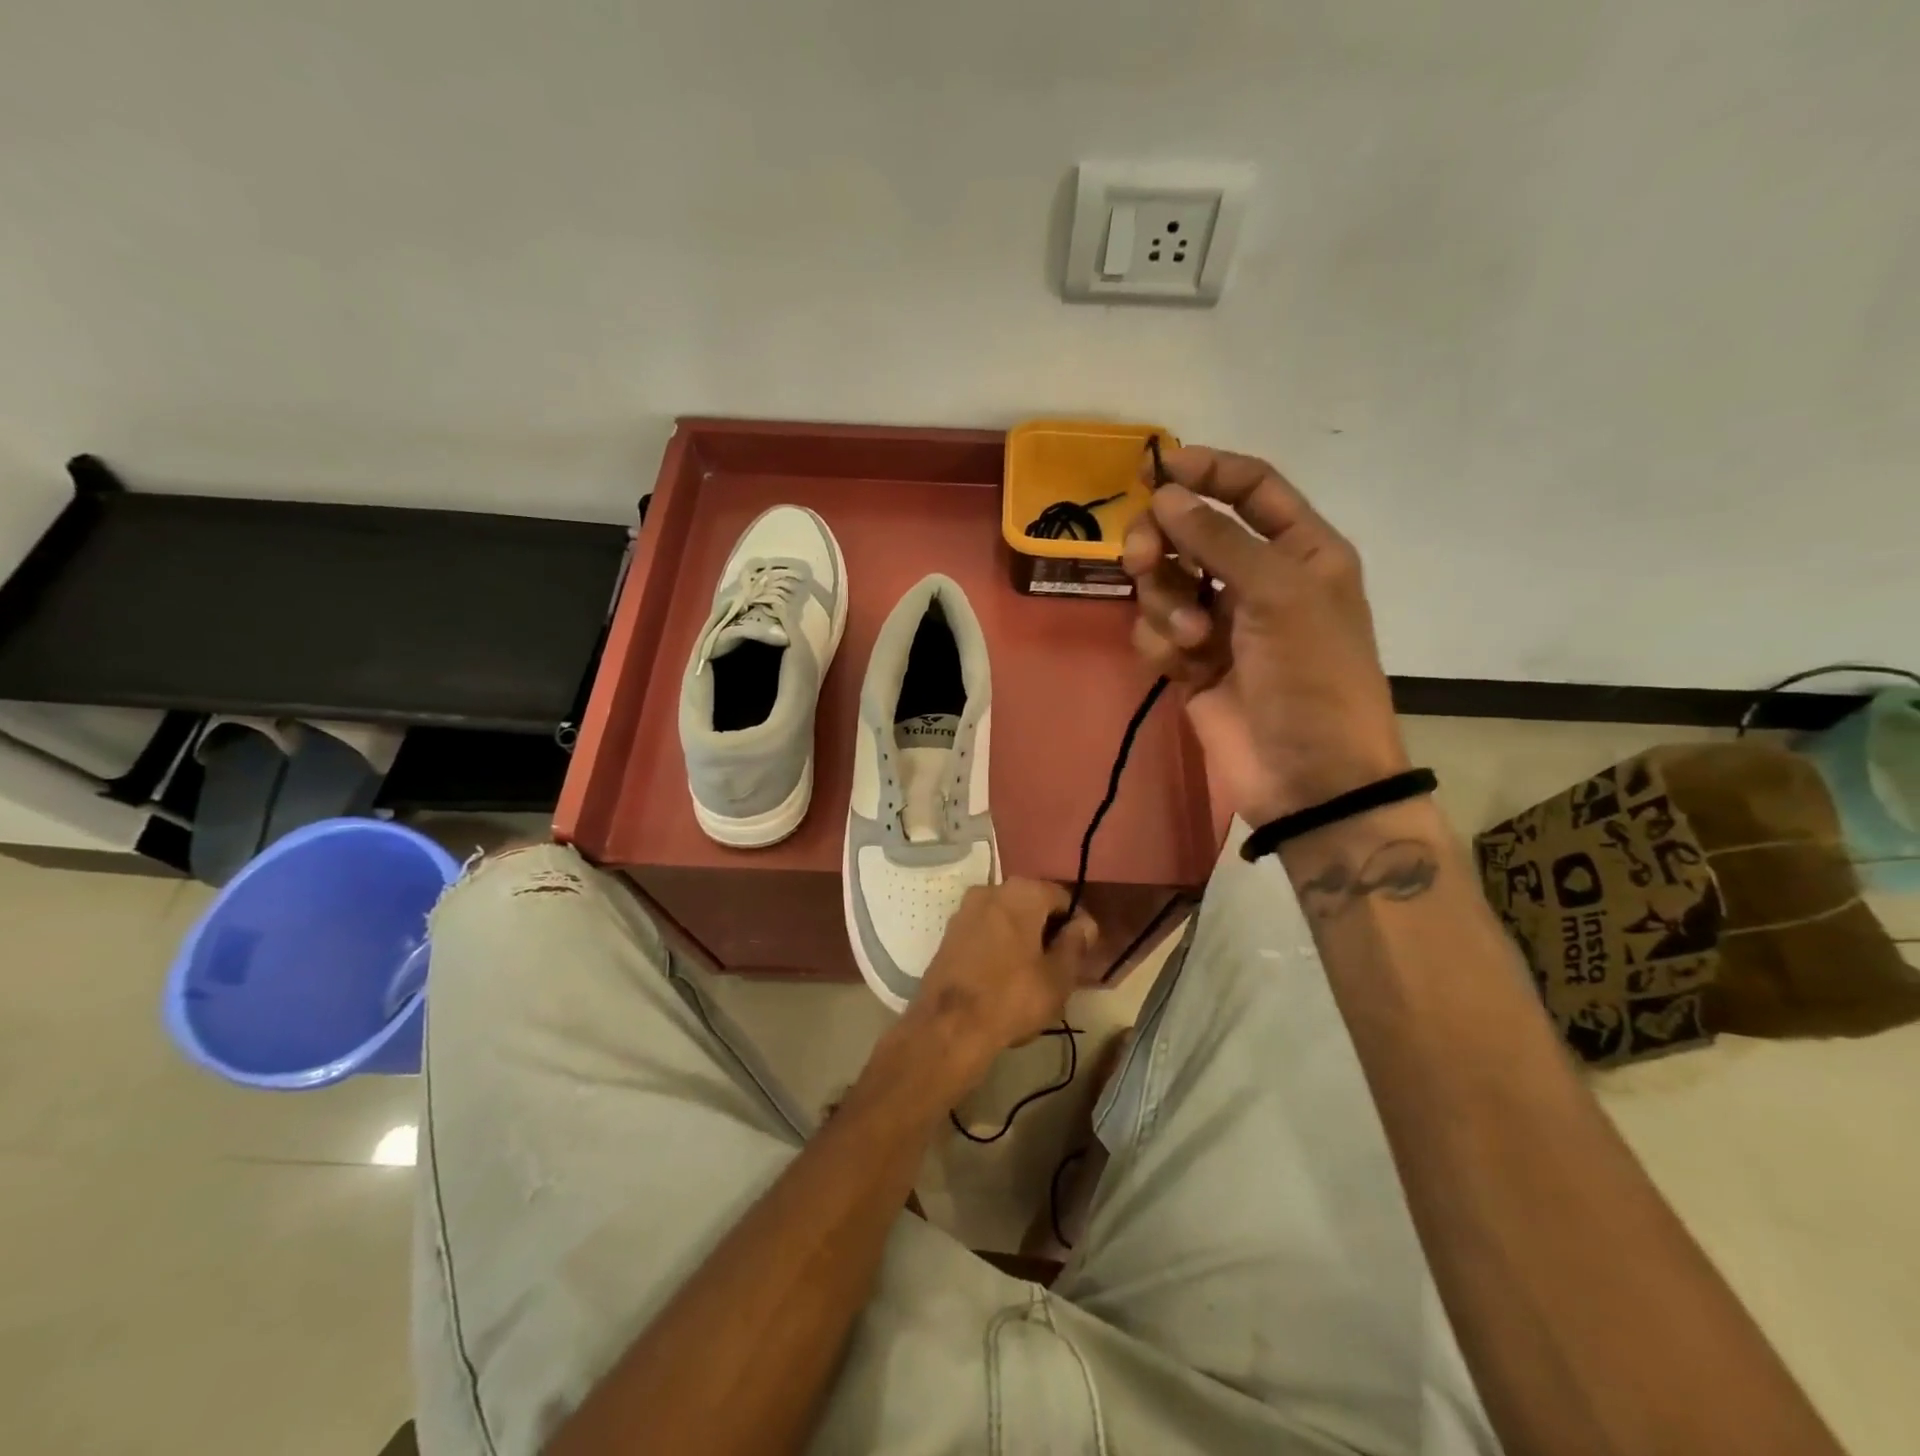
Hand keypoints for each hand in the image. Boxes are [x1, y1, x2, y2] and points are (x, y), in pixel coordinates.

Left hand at [898, 880, 1098, 1094]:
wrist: (948, 1025)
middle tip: (1059, 966)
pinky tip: (1004, 975)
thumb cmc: (1012, 997)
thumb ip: (1076, 944)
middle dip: (1047, 930)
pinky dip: (999, 945)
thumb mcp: (1058, 976)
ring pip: (1006, 918)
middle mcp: (990, 889)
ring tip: (1032, 974)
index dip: (1077, 925)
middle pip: (1032, 905)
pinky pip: (985, 931)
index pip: (1062, 898)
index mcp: (1022, 892)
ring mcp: (965, 910)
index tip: (1082, 953)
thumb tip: (1084, 924)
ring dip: (1022, 938)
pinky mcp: (949, 933)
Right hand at [1122, 446, 1407, 824]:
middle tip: (1143, 559)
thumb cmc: (1313, 677)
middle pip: (1191, 533)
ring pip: (1164, 583)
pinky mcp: (1191, 664)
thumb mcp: (1279, 595)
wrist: (1309, 776)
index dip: (1208, 471)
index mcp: (1299, 551)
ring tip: (1190, 638)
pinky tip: (1182, 667)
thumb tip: (1166, 495)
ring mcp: (1221, 623)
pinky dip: (1161, 644)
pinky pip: (1155, 632)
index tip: (1158, 469)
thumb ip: (1220, 539)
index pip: (1251, 488)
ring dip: (1165, 604)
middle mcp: (1257, 579)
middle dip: (1163, 543)